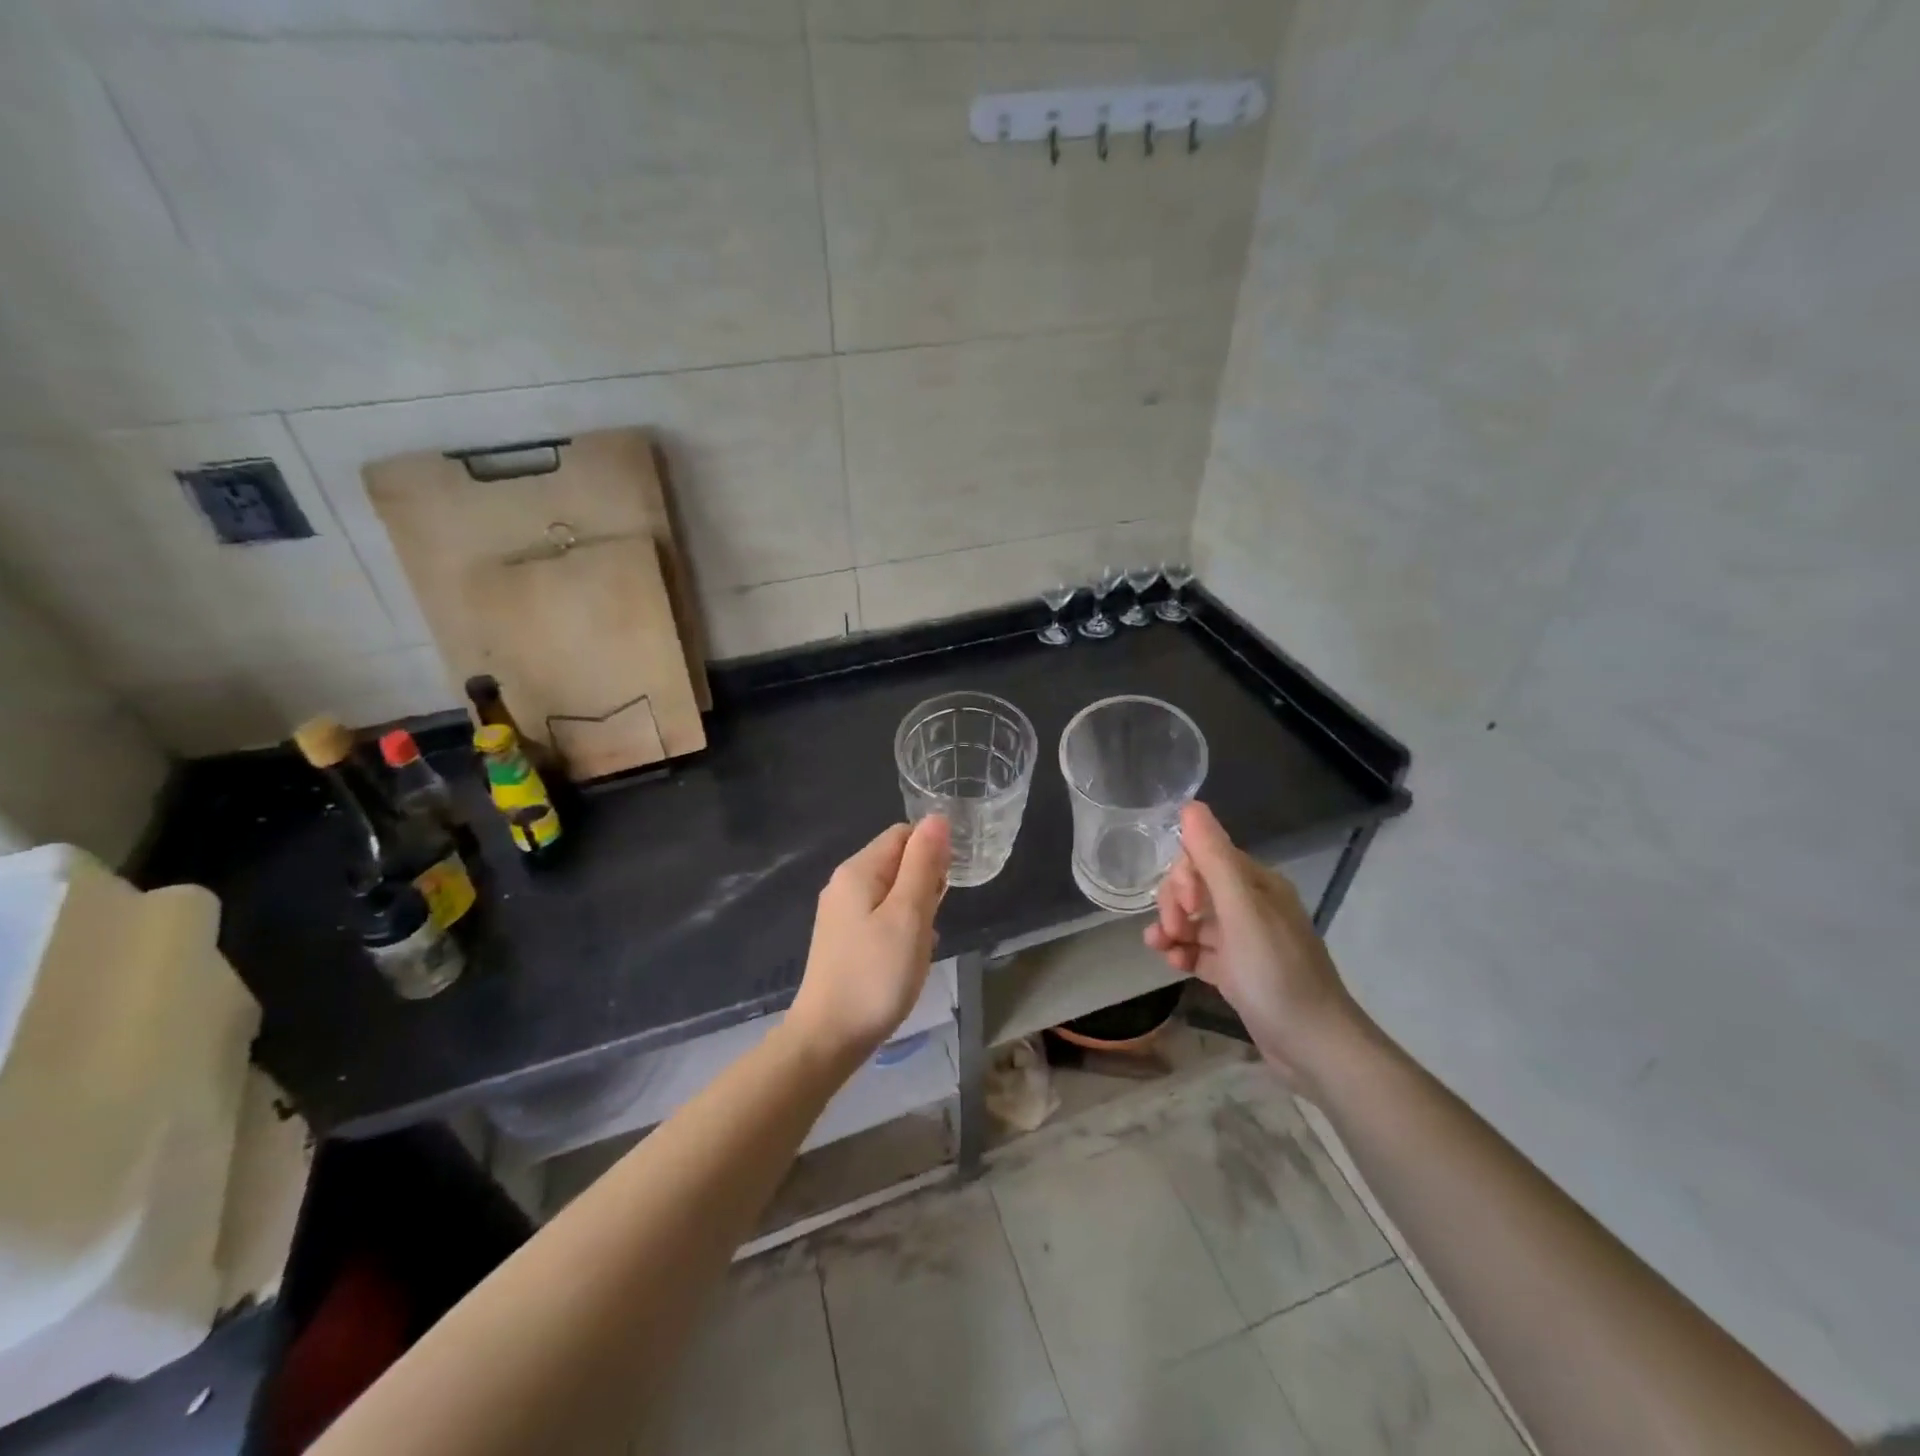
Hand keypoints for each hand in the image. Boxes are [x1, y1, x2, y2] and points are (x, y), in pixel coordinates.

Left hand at [785, 816, 950, 1071]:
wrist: (829, 1037)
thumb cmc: (875, 974)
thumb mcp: (908, 915)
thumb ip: (923, 864)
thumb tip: (937, 818)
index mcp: (857, 870)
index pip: (903, 834)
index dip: (931, 852)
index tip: (945, 888)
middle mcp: (844, 884)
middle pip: (897, 861)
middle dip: (924, 883)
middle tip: (932, 921)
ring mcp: (841, 913)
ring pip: (892, 892)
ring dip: (916, 910)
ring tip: (922, 944)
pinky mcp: (844, 939)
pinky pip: (881, 917)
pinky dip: (901, 929)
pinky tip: (908, 957)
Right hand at [1145, 801, 1366, 1092]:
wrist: (1314, 1047)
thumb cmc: (1277, 973)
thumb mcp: (1241, 911)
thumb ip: (1214, 858)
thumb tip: (1191, 806)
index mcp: (1257, 884)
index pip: (1205, 857)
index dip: (1183, 876)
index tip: (1181, 905)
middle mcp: (1252, 906)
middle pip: (1197, 887)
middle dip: (1174, 903)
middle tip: (1169, 931)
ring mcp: (1245, 941)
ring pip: (1195, 920)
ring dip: (1172, 928)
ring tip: (1160, 949)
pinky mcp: (1238, 971)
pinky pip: (1201, 950)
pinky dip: (1183, 952)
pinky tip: (1172, 964)